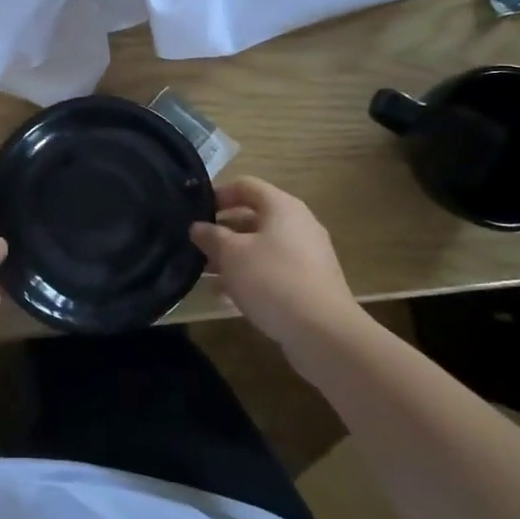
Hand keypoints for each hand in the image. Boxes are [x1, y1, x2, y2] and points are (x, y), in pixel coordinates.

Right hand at [190, 176, 357, 352]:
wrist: (323, 332)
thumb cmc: (272, 280)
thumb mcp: (231, 254)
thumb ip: (211, 236)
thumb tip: (198, 227)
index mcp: (281, 207)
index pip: (245, 186)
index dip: (218, 195)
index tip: (195, 213)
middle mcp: (298, 224)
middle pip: (253, 217)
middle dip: (223, 232)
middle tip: (197, 247)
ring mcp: (307, 255)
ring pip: (262, 247)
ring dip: (234, 258)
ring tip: (206, 275)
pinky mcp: (310, 284)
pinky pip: (273, 271)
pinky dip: (251, 277)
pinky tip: (229, 297)